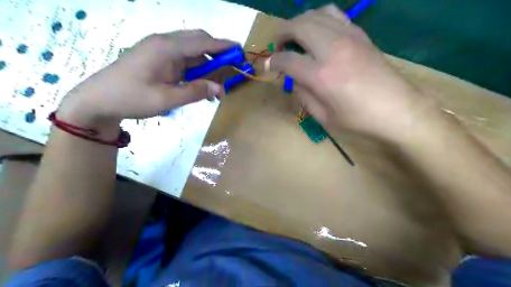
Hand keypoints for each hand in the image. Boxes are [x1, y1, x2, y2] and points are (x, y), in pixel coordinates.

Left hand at [58, 30, 232, 137]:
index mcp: (166, 48)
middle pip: (198, 41)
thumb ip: (195, 92)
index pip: (202, 42)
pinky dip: (195, 70)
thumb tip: (220, 89)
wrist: (98, 100)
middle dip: (217, 53)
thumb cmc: (131, 98)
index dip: (223, 46)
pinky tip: (200, 84)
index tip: (240, 50)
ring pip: (191, 51)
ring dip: (206, 65)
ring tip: (217, 84)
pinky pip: (183, 60)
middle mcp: (164, 43)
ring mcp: (160, 50)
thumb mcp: (166, 99)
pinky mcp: (157, 58)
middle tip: (230, 70)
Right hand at [269, 5, 437, 140]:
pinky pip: (334, 15)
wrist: (399, 110)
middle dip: (282, 34)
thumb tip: (294, 79)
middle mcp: (332, 48)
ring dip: (299, 23)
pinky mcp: (360, 34)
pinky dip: (319, 19)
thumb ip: (304, 95)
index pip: (286, 60)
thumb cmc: (359, 119)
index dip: (271, 62)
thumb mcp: (324, 116)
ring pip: (315, 14)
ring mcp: (348, 37)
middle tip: (279, 47)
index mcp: (321, 75)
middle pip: (298, 26)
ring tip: (296, 38)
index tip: (266, 66)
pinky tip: (318, 33)